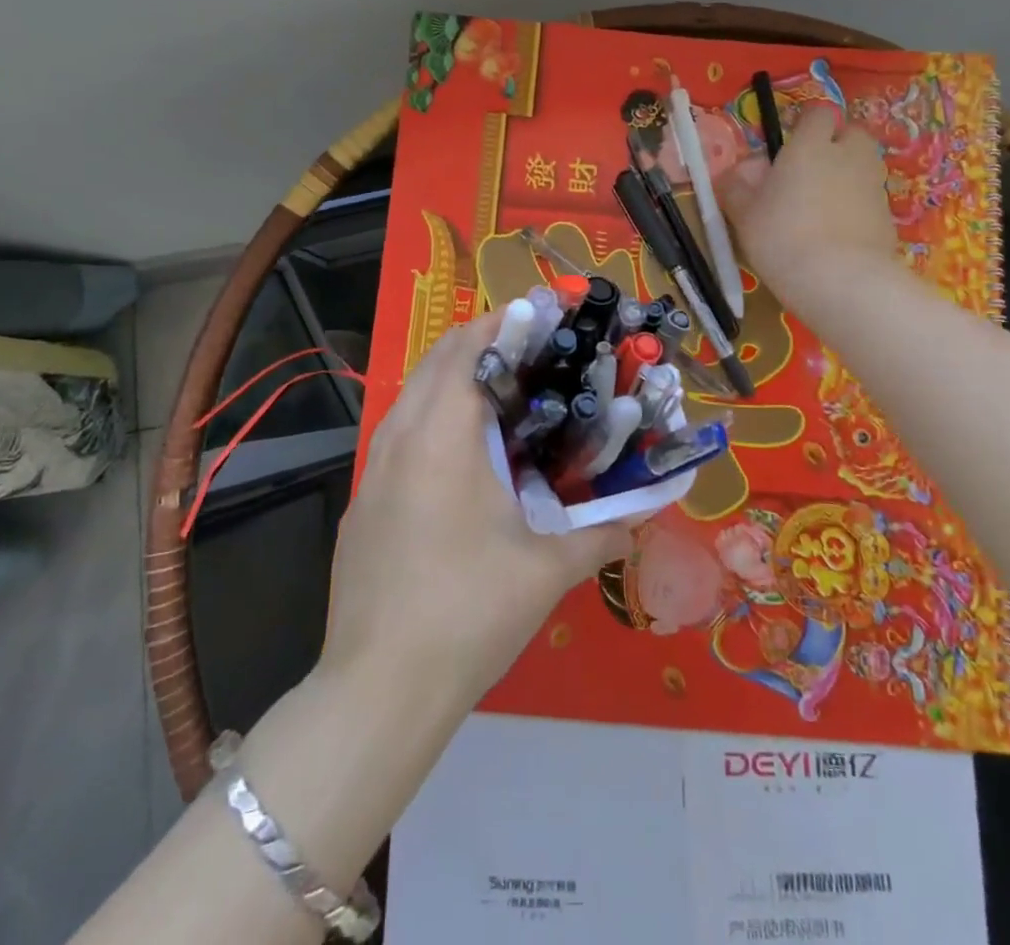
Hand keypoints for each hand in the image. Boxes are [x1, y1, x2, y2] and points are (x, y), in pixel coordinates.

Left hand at [321, 312, 634, 710]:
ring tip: (506, 398)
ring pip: (413, 397)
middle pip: (436, 361)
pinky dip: (434, 420)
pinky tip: (466, 462)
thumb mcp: (546, 570)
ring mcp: (373, 471)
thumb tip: (646, 515)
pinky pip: (401, 437)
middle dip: (482, 343)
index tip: (542, 317)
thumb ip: (603, 533)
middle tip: (533, 352)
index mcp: (441, 436)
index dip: (503, 322)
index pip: (466, 348)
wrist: (378, 691)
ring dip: (455, 381)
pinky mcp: (363, 504)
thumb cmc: (469, 613)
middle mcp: (399, 438)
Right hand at [717, 102, 894, 300]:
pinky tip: (838, 236)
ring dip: (848, 176)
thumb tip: (737, 172)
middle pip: (852, 134)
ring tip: (823, 206)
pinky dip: (858, 210)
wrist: (840, 281)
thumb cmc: (781, 237)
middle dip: (836, 145)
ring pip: (864, 167)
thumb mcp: (743, 214)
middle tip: (811, 173)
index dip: (805, 126)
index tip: (789, 147)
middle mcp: (848, 156)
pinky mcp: (889, 218)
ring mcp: (873, 186)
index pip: (817, 113)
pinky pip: (871, 202)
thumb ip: (736, 186)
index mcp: (810, 146)